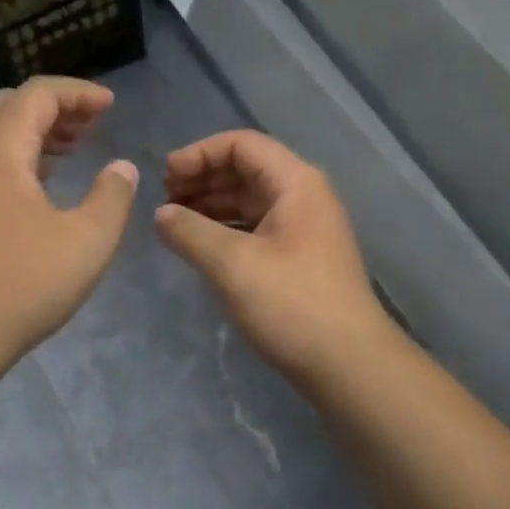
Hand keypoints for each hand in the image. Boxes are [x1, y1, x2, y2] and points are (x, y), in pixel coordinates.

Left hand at [0, 77, 138, 364]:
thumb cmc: (21, 285)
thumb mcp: (87, 241)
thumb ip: (112, 196)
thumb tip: (122, 168)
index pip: (37, 94)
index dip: (78, 93)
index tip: (110, 106)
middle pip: (7, 106)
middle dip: (53, 108)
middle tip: (90, 126)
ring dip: (30, 133)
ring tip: (68, 150)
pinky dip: (10, 158)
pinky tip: (34, 188)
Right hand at [156, 130, 393, 382]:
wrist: (348, 363)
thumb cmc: (292, 304)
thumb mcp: (233, 265)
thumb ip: (190, 232)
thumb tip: (160, 214)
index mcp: (296, 183)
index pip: (242, 145)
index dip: (200, 153)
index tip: (165, 177)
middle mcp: (304, 196)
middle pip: (247, 169)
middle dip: (203, 178)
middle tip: (164, 200)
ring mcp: (305, 228)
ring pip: (250, 201)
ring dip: (211, 205)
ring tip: (174, 222)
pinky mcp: (301, 257)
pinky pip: (257, 227)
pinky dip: (226, 229)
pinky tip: (201, 246)